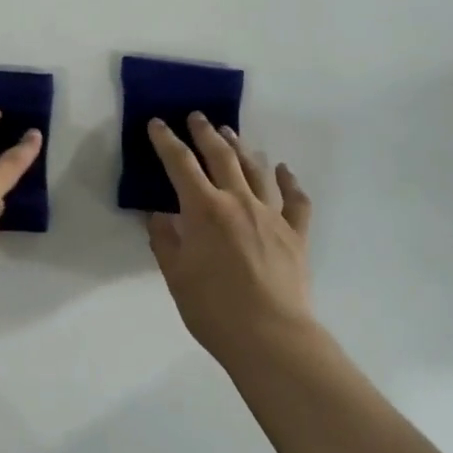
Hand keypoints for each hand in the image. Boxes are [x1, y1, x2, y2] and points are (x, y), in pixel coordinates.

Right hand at [146, 115, 316, 366]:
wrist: (270, 336)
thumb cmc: (212, 308)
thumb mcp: (175, 275)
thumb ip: (164, 240)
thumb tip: (157, 215)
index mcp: (204, 210)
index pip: (180, 165)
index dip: (166, 141)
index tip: (157, 123)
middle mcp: (238, 202)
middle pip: (220, 157)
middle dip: (205, 133)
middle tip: (197, 117)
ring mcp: (271, 215)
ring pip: (255, 170)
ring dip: (241, 148)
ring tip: (230, 134)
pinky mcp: (295, 234)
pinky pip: (295, 200)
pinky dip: (289, 181)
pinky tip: (283, 170)